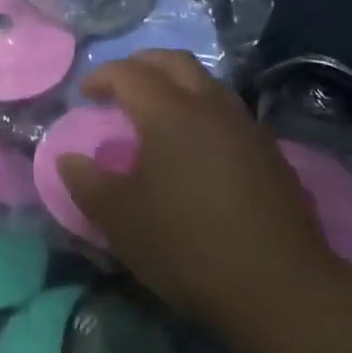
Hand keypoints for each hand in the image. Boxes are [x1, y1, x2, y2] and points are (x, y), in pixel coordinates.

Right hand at [57, 51, 339, 345]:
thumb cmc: (189, 246)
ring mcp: (246, 127)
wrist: (283, 291)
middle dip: (142, 64)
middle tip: (122, 86)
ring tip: (160, 113)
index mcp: (168, 112)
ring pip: (207, 82)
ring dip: (177, 84)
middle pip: (173, 61)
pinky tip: (199, 147)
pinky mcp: (272, 154)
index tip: (85, 94)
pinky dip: (204, 112)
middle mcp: (209, 105)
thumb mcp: (121, 221)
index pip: (127, 73)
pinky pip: (229, 112)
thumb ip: (87, 184)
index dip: (101, 77)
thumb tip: (68, 159)